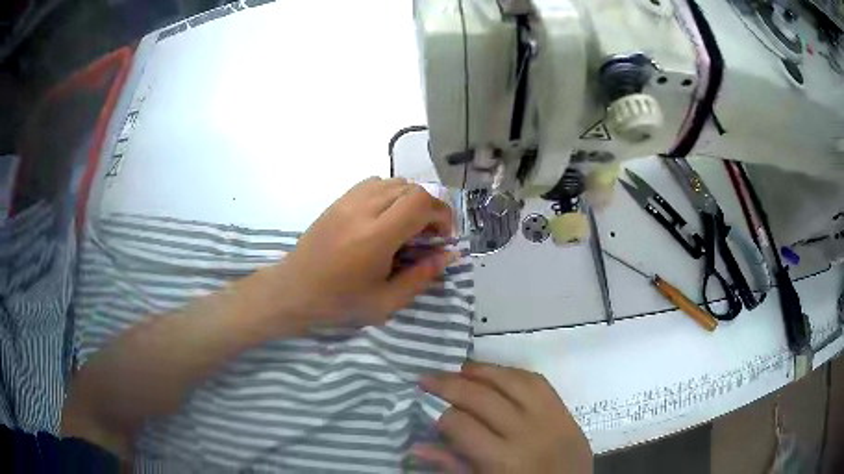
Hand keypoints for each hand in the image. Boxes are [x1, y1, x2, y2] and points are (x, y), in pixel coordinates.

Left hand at [272, 177, 454, 331]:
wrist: (293, 290)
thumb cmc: (339, 302)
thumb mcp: (386, 302)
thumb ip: (421, 277)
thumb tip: (448, 254)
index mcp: (376, 236)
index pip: (421, 202)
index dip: (442, 214)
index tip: (443, 237)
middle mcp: (363, 210)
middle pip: (411, 187)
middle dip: (430, 208)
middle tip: (428, 235)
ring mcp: (347, 201)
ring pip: (393, 182)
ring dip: (410, 199)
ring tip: (408, 226)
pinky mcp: (337, 200)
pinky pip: (373, 183)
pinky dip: (389, 194)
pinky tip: (385, 218)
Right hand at [418, 362, 592, 473]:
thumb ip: (452, 465)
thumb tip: (417, 445)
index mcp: (502, 460)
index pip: (461, 425)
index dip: (440, 416)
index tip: (430, 412)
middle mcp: (526, 432)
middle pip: (483, 397)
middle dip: (449, 384)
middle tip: (427, 378)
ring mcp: (550, 417)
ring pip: (512, 381)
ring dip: (483, 370)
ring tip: (460, 369)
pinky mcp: (565, 411)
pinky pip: (538, 382)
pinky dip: (514, 374)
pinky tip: (497, 374)